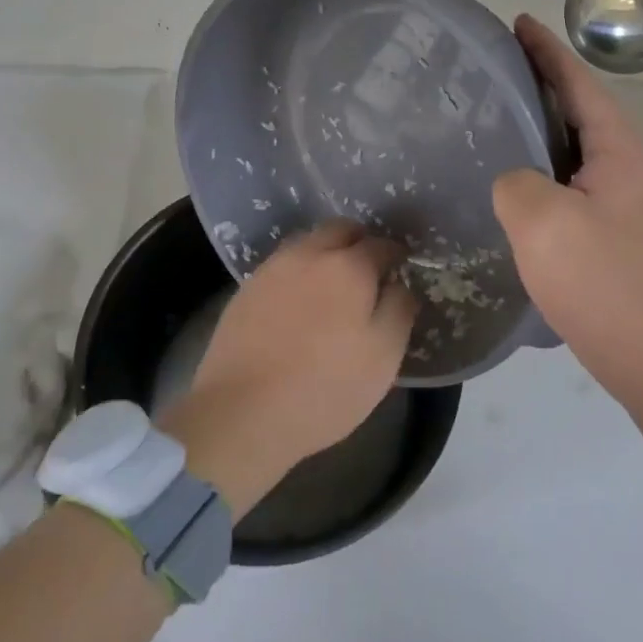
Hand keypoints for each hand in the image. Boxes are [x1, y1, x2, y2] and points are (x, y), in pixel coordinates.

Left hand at [157, 221, 414, 512]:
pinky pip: (282, 266)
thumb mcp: (383, 357)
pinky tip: (299, 303)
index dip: (395, 255)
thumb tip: (399, 284)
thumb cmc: (325, 388)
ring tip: (333, 287)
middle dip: (359, 242)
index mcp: (349, 267)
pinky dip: (299, 273)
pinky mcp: (246, 289)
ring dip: (326, 254)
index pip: (381, 245)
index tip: (400, 270)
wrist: (242, 412)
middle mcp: (309, 255)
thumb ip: (398, 310)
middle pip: (340, 230)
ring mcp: (272, 269)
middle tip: (368, 270)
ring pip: (308, 244)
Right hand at [492, 16, 642, 474]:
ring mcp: (628, 201)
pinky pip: (573, 181)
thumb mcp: (542, 224)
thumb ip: (515, 181)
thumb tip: (515, 180)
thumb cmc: (604, 285)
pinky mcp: (617, 231)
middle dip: (539, 83)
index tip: (515, 22)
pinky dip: (544, 166)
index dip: (546, 50)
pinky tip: (513, 180)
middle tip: (489, 71)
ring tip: (493, 117)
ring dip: (539, 127)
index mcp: (621, 151)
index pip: (578, 83)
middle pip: (580, 109)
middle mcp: (631, 166)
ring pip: (576, 147)